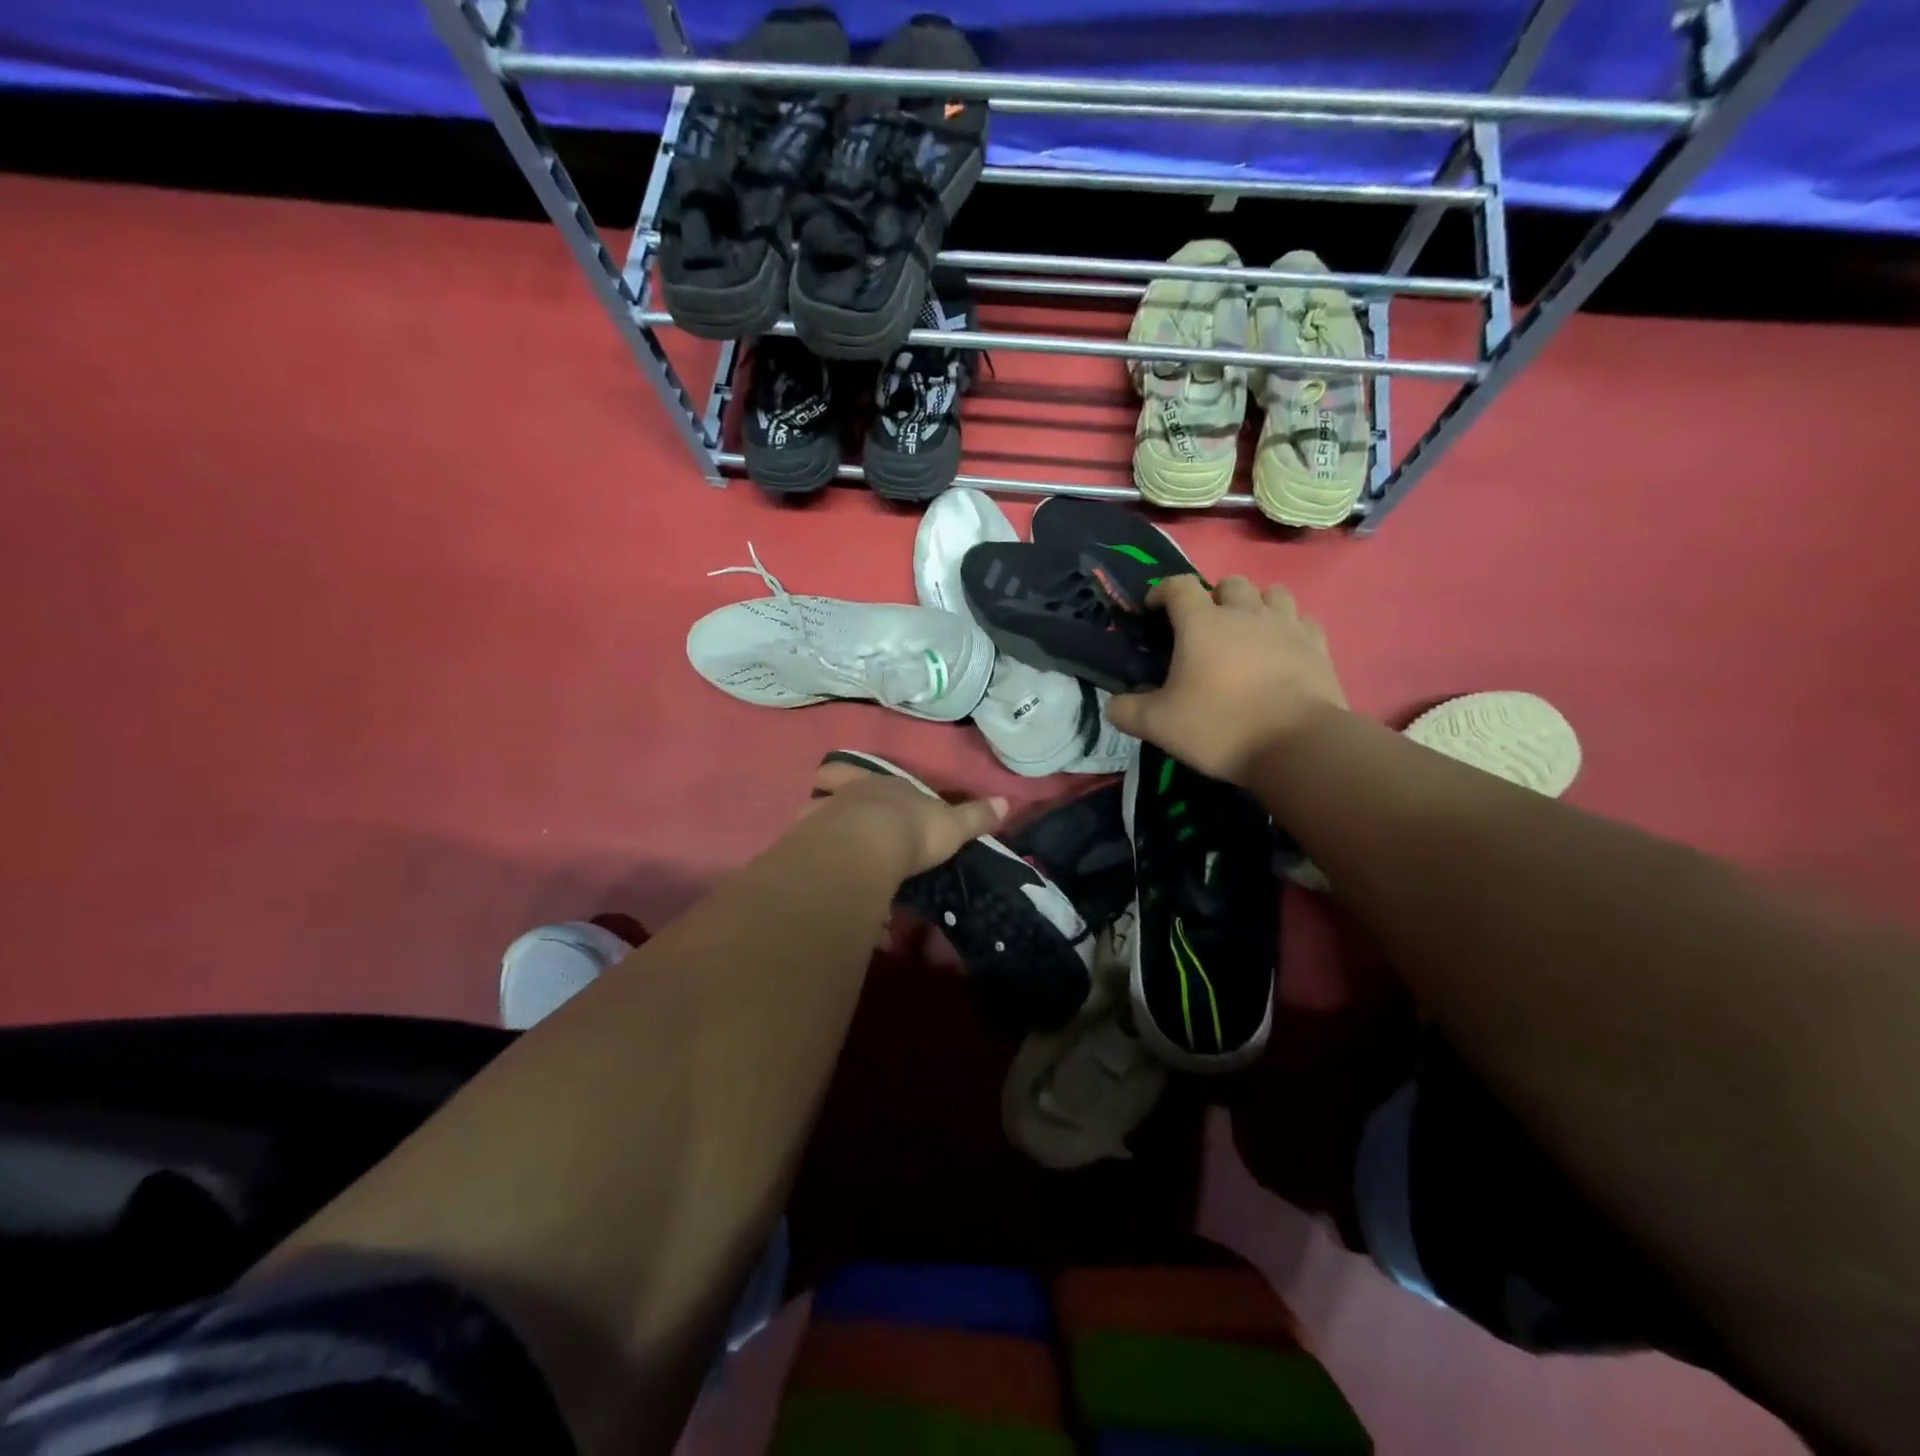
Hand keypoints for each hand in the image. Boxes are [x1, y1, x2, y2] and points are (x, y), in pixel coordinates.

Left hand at [802, 759, 1007, 879]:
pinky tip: (829, 892)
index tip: (840, 778)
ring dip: (819, 835)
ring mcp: (820, 822)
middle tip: (835, 819)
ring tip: (831, 858)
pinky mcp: (805, 853)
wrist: (865, 849)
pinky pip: (809, 861)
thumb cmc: (912, 829)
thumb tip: (1006, 801)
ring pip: (813, 821)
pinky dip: (818, 873)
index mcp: (879, 785)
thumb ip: (975, 816)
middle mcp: (845, 797)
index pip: (856, 772)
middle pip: (828, 790)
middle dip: (830, 801)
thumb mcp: (951, 824)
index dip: (849, 776)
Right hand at [1105, 574, 1347, 787]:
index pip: (1178, 585)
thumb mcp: (1158, 725)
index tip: (1153, 610)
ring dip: (1255, 604)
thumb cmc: (1219, 727)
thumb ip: (1127, 711)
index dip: (1162, 591)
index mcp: (1201, 623)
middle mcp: (1244, 612)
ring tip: (1246, 631)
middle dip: (1213, 597)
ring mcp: (1286, 625)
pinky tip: (1282, 647)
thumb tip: (1113, 704)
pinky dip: (1289, 627)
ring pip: (1271, 593)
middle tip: (1204, 627)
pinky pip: (1302, 620)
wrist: (1297, 745)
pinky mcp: (1317, 645)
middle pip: (1229, 583)